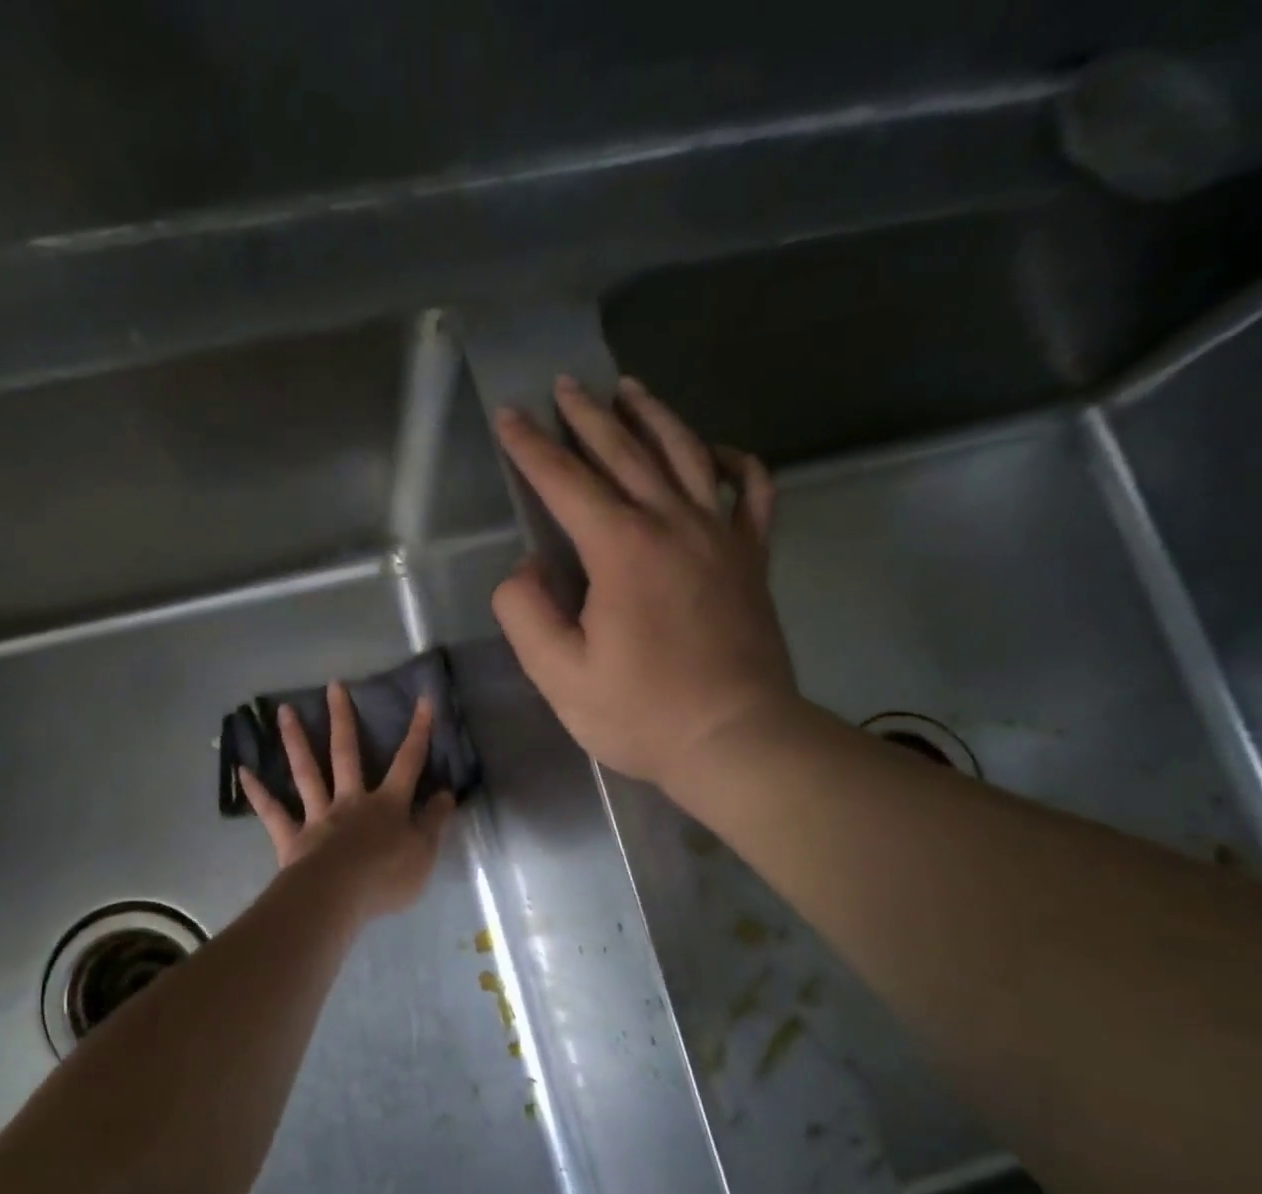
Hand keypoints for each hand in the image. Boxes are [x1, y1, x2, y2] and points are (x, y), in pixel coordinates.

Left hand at [238, 683, 455, 922]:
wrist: (338, 898)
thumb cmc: (386, 877)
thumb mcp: (424, 853)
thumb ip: (434, 822)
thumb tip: (445, 793)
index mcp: (387, 804)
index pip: (408, 762)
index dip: (418, 732)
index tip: (423, 700)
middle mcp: (351, 801)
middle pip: (346, 753)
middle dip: (342, 719)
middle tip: (333, 687)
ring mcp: (319, 816)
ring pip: (307, 771)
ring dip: (295, 740)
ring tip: (283, 710)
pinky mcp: (293, 838)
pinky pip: (273, 812)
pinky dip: (258, 792)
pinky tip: (243, 771)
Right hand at [490, 375, 800, 790]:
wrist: (737, 740)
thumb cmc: (641, 713)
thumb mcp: (559, 675)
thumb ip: (526, 612)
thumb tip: (528, 567)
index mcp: (621, 549)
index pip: (566, 482)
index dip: (532, 448)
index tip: (509, 415)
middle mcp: (673, 524)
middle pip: (625, 452)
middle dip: (588, 415)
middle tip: (564, 385)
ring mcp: (721, 536)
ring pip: (687, 453)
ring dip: (654, 416)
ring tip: (630, 389)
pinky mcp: (752, 558)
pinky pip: (751, 491)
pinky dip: (735, 462)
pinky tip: (717, 451)